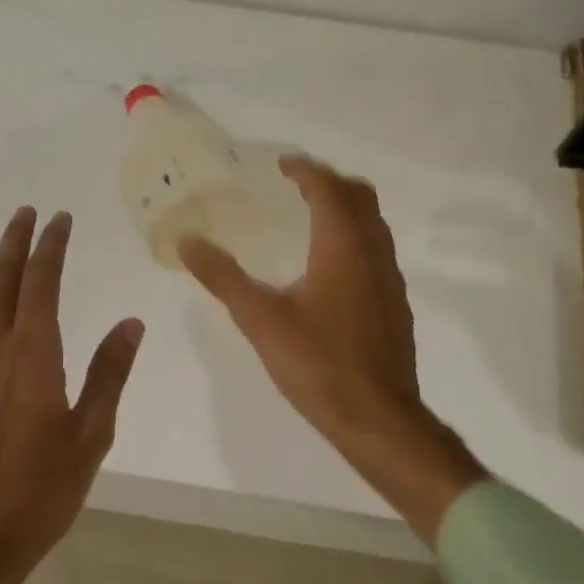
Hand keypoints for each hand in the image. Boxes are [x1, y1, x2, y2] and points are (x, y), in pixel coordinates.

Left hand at [0, 208, 143, 583]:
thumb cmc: (37, 494)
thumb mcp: (90, 436)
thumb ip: (109, 374)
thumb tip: (131, 322)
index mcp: (32, 356)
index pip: (42, 284)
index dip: (51, 247)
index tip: (60, 218)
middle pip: (1, 282)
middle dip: (15, 243)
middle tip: (26, 213)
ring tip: (8, 250)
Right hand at [180, 157, 483, 541]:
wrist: (378, 418)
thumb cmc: (318, 364)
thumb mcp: (261, 320)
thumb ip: (223, 277)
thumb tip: (187, 241)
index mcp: (343, 245)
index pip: (328, 188)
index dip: (305, 170)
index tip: (282, 165)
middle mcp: (374, 252)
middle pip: (360, 196)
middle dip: (330, 183)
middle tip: (297, 186)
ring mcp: (391, 279)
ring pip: (374, 225)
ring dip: (347, 210)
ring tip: (311, 220)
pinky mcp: (395, 304)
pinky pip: (378, 252)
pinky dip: (356, 239)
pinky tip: (331, 270)